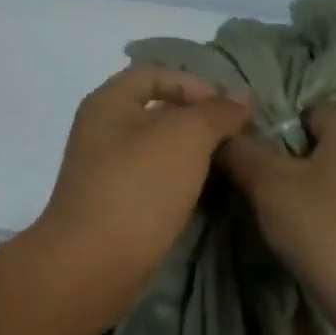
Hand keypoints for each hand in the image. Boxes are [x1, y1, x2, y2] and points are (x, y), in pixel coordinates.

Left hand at [37, 66, 250, 284]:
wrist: (95, 262)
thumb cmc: (139, 187)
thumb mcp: (186, 137)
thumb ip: (216, 112)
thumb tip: (240, 98)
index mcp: (107, 103)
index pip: (154, 73)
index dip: (194, 83)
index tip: (227, 110)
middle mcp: (100, 130)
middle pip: (155, 111)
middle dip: (197, 120)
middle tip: (233, 138)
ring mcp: (104, 170)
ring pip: (155, 149)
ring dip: (189, 153)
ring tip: (224, 165)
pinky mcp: (112, 204)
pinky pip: (150, 180)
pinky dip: (176, 181)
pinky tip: (200, 194)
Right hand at [217, 105, 335, 327]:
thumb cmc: (329, 233)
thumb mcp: (269, 188)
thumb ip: (240, 152)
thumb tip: (222, 134)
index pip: (302, 112)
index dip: (274, 143)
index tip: (263, 180)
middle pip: (326, 138)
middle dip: (297, 165)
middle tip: (276, 203)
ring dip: (321, 187)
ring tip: (302, 223)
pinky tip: (332, 236)